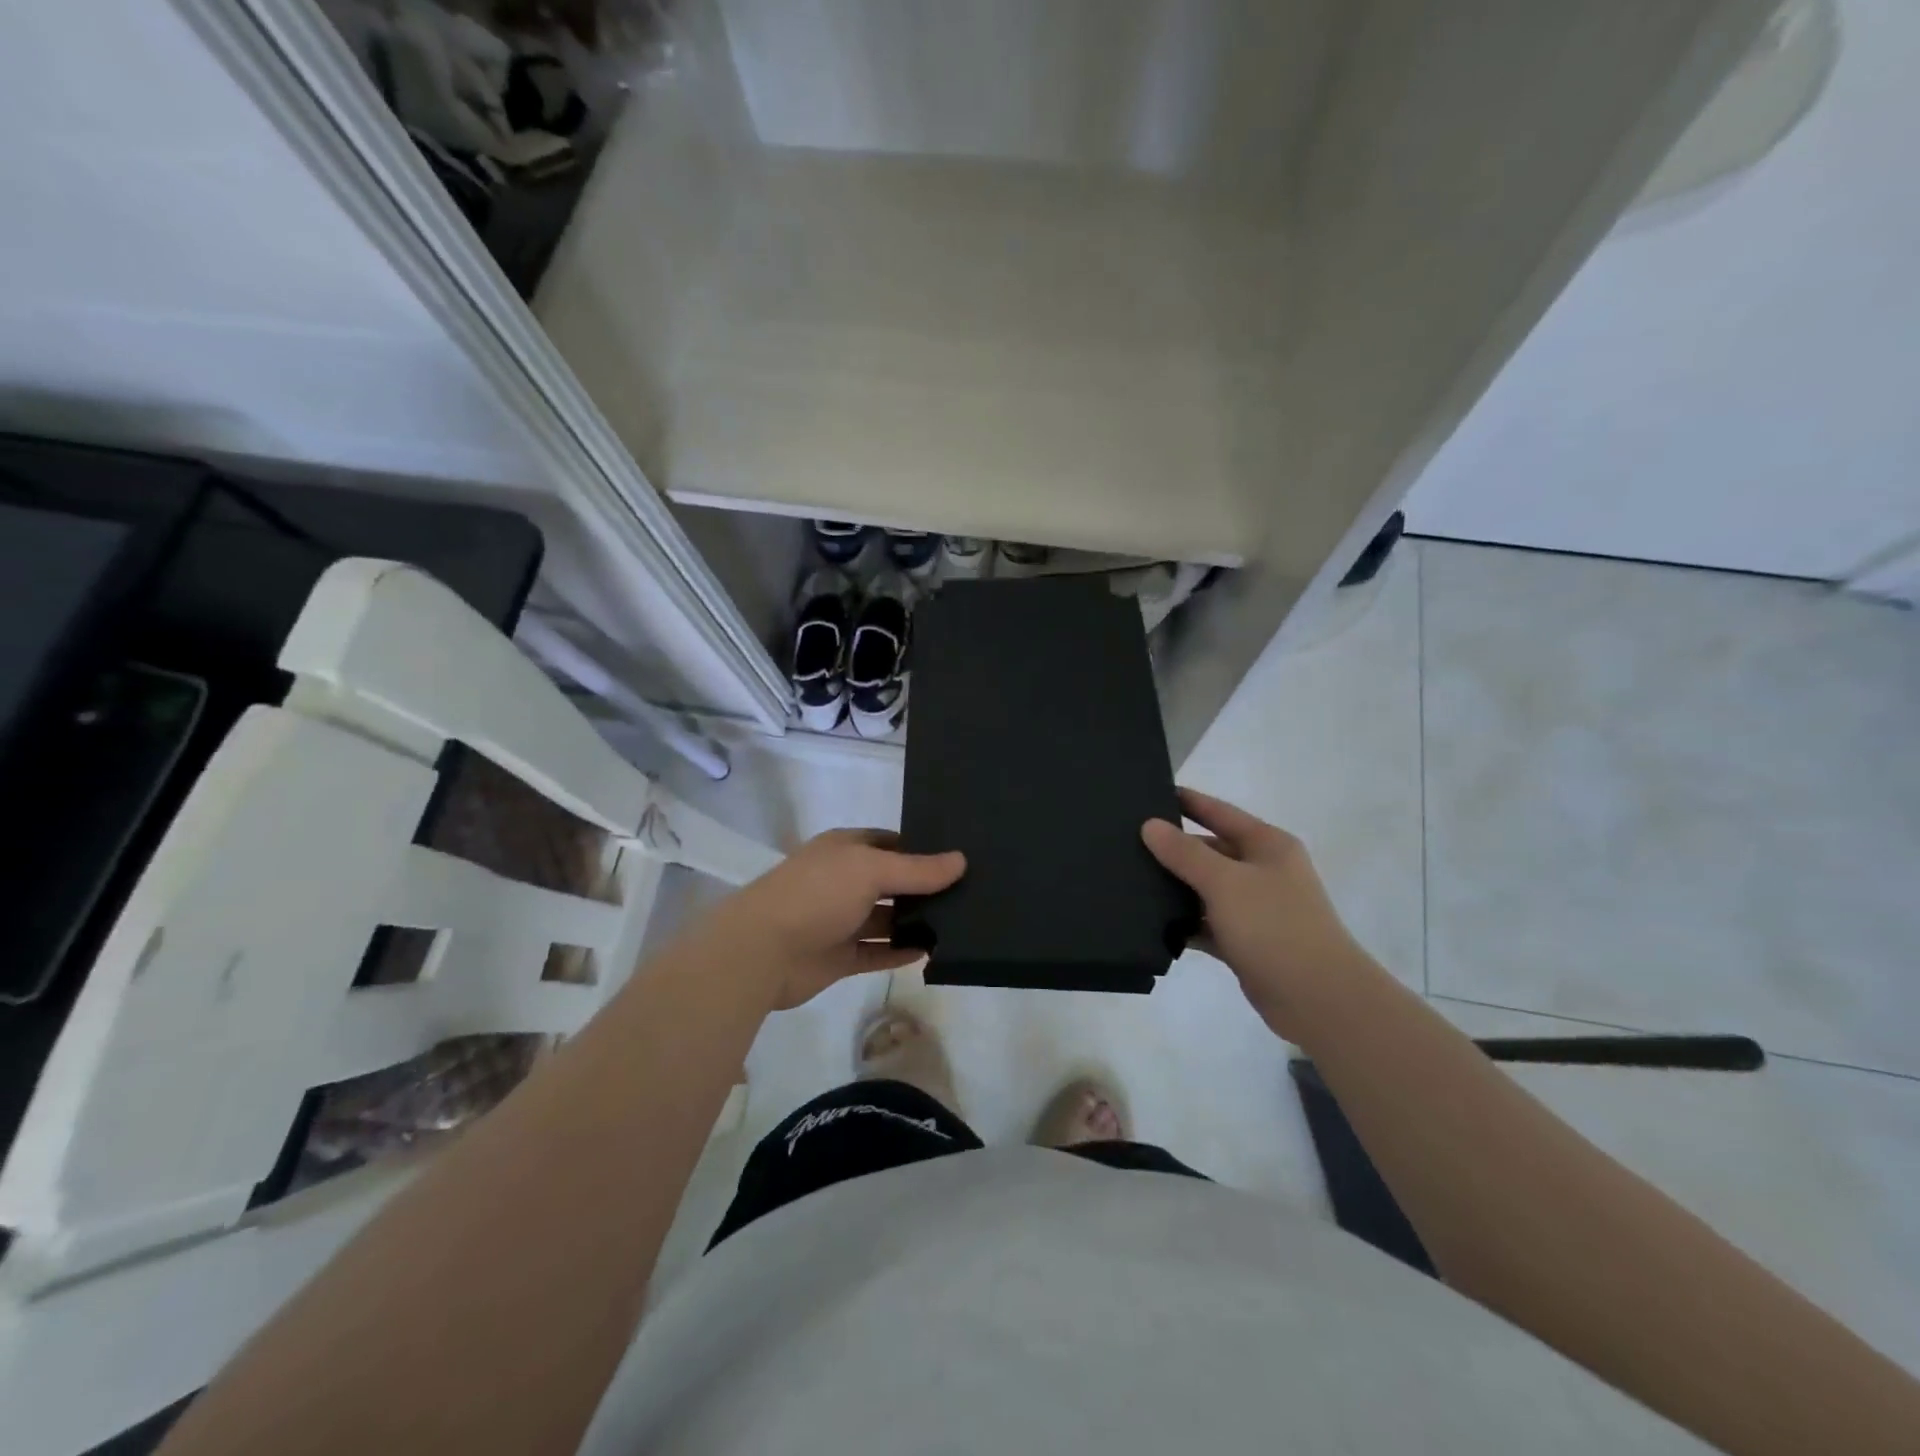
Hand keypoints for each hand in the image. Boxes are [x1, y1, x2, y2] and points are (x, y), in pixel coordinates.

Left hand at [706, 829, 964, 1010]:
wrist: (761, 951)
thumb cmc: (816, 894)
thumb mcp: (871, 870)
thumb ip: (917, 869)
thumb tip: (961, 860)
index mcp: (845, 849)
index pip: (889, 842)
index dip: (920, 847)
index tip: (956, 857)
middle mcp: (842, 880)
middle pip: (890, 881)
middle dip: (922, 887)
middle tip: (969, 892)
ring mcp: (839, 920)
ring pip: (884, 919)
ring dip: (914, 922)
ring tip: (958, 924)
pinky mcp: (838, 957)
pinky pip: (876, 953)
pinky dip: (900, 952)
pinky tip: (930, 952)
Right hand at [1143, 788, 1373, 1036]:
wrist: (1318, 998)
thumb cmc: (1274, 925)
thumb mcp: (1224, 882)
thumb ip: (1184, 853)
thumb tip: (1150, 825)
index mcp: (1267, 845)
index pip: (1220, 812)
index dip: (1188, 802)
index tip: (1151, 793)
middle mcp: (1263, 871)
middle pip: (1211, 851)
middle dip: (1174, 849)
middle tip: (1128, 844)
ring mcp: (1256, 908)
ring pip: (1207, 889)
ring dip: (1176, 888)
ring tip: (1131, 882)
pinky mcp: (1247, 942)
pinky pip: (1208, 924)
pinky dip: (1186, 924)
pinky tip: (1152, 924)